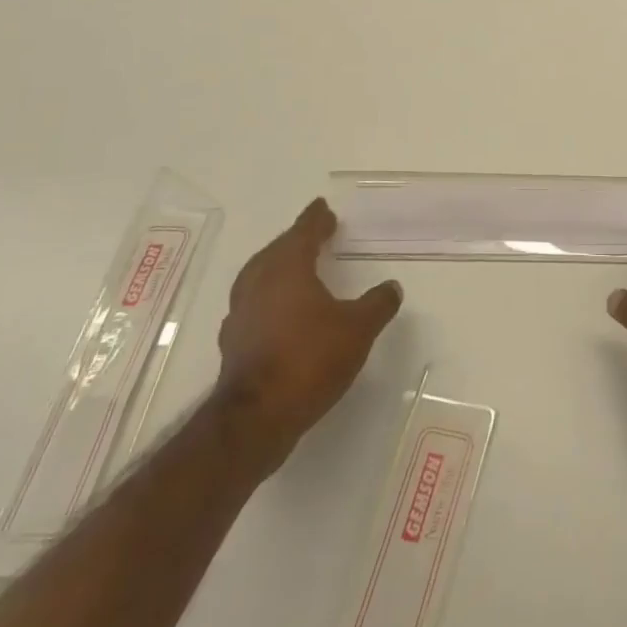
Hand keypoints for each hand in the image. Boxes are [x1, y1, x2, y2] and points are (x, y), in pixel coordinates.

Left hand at [215, 198, 401, 461]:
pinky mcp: (234, 342)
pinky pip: (253, 304)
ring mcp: (240, 314)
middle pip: (276, 251)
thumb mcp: (358, 329)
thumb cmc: (309, 359)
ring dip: (277, 267)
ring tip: (296, 268)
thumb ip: (377, 304)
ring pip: (258, 277)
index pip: (303, 233)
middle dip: (294, 240)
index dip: (315, 220)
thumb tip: (391, 287)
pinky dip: (268, 298)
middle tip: (313, 234)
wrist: (256, 417)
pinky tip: (279, 312)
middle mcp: (258, 284)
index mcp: (287, 269)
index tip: (323, 208)